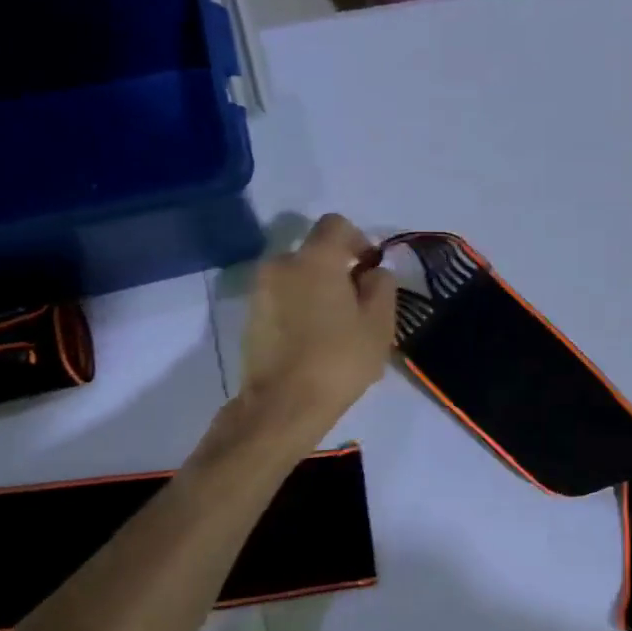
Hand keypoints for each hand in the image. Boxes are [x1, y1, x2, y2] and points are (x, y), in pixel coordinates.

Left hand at [238, 214, 398, 431]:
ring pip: (297, 276)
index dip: (359, 240)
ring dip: (317, 289)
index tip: (370, 268)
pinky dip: (299, 307)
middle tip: (357, 303)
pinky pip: (282, 298)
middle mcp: (281, 264)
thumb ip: (381, 285)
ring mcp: (260, 291)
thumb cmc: (338, 359)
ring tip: (335, 326)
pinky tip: (313, 340)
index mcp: (314, 259)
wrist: (282, 406)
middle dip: (337, 269)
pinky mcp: (250, 317)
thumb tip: (372, 272)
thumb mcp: (379, 322)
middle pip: (315, 252)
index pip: (336, 224)